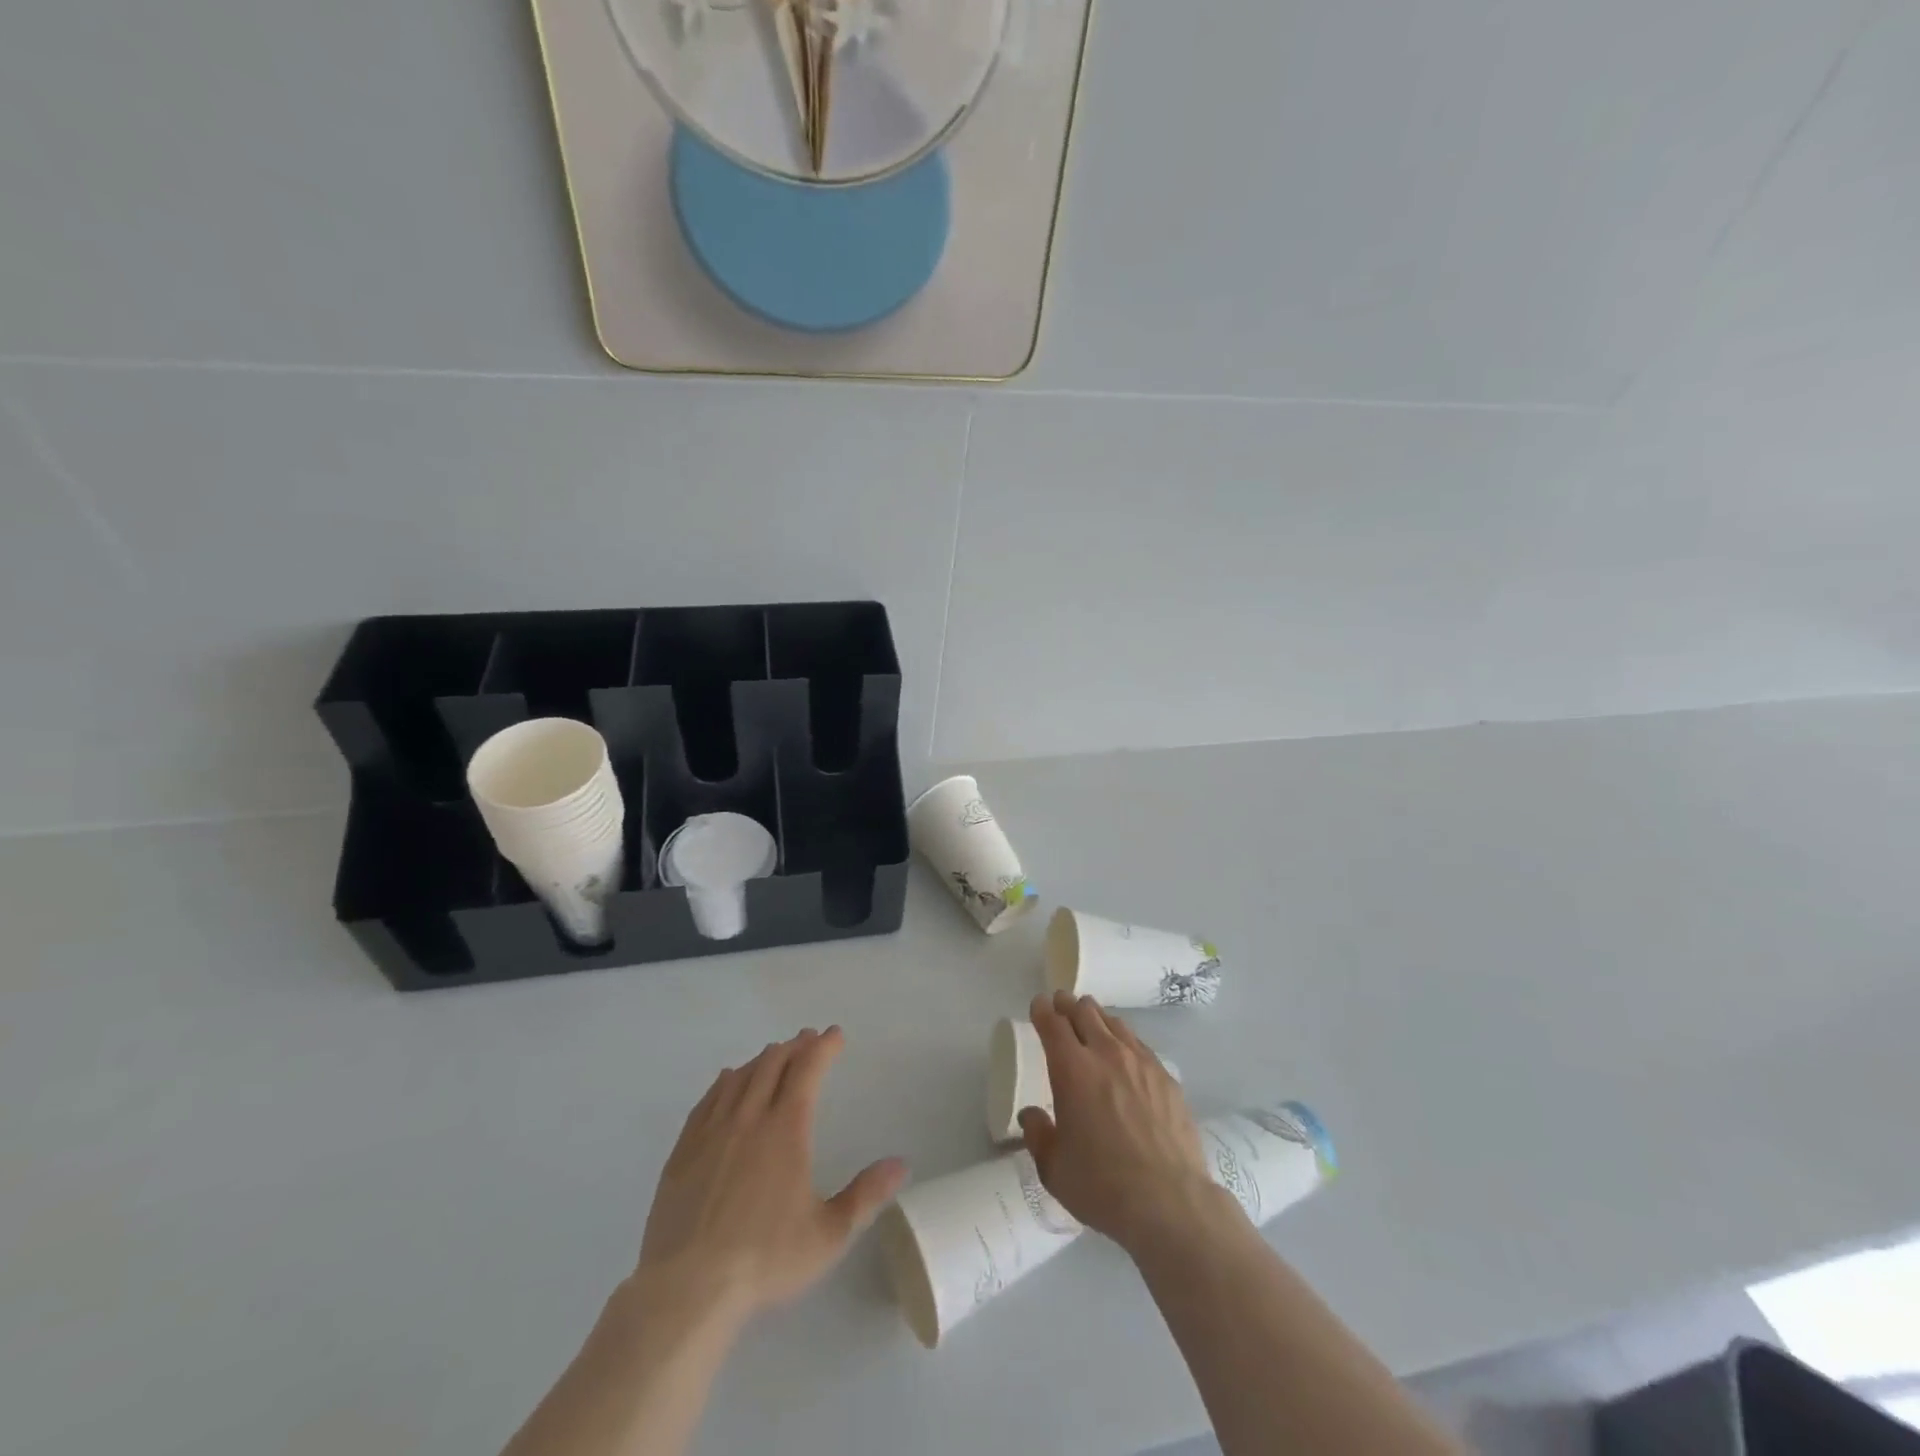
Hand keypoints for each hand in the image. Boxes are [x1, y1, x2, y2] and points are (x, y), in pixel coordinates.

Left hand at [636, 1027, 907, 1322]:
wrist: (688, 1289)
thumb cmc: (765, 1259)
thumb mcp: (828, 1235)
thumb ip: (866, 1196)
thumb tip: (901, 1164)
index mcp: (786, 1129)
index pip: (807, 1070)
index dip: (823, 1048)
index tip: (835, 1034)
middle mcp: (749, 1118)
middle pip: (772, 1065)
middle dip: (794, 1047)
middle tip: (807, 1039)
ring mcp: (712, 1132)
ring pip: (740, 1077)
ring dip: (761, 1059)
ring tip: (773, 1054)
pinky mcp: (684, 1151)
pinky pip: (707, 1100)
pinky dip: (724, 1082)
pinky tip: (727, 1080)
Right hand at [1019, 991, 1225, 1254]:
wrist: (1170, 1202)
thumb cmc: (1102, 1185)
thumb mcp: (1054, 1168)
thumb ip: (1038, 1135)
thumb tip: (1031, 1115)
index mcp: (1072, 1069)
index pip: (1053, 1024)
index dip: (1043, 1010)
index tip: (1039, 1004)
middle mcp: (1106, 1054)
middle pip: (1085, 1013)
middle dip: (1069, 1005)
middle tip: (1062, 1003)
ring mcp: (1141, 1063)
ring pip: (1115, 1023)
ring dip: (1097, 1017)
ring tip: (1091, 1019)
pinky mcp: (1166, 1077)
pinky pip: (1140, 1044)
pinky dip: (1124, 1038)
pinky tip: (1126, 1050)